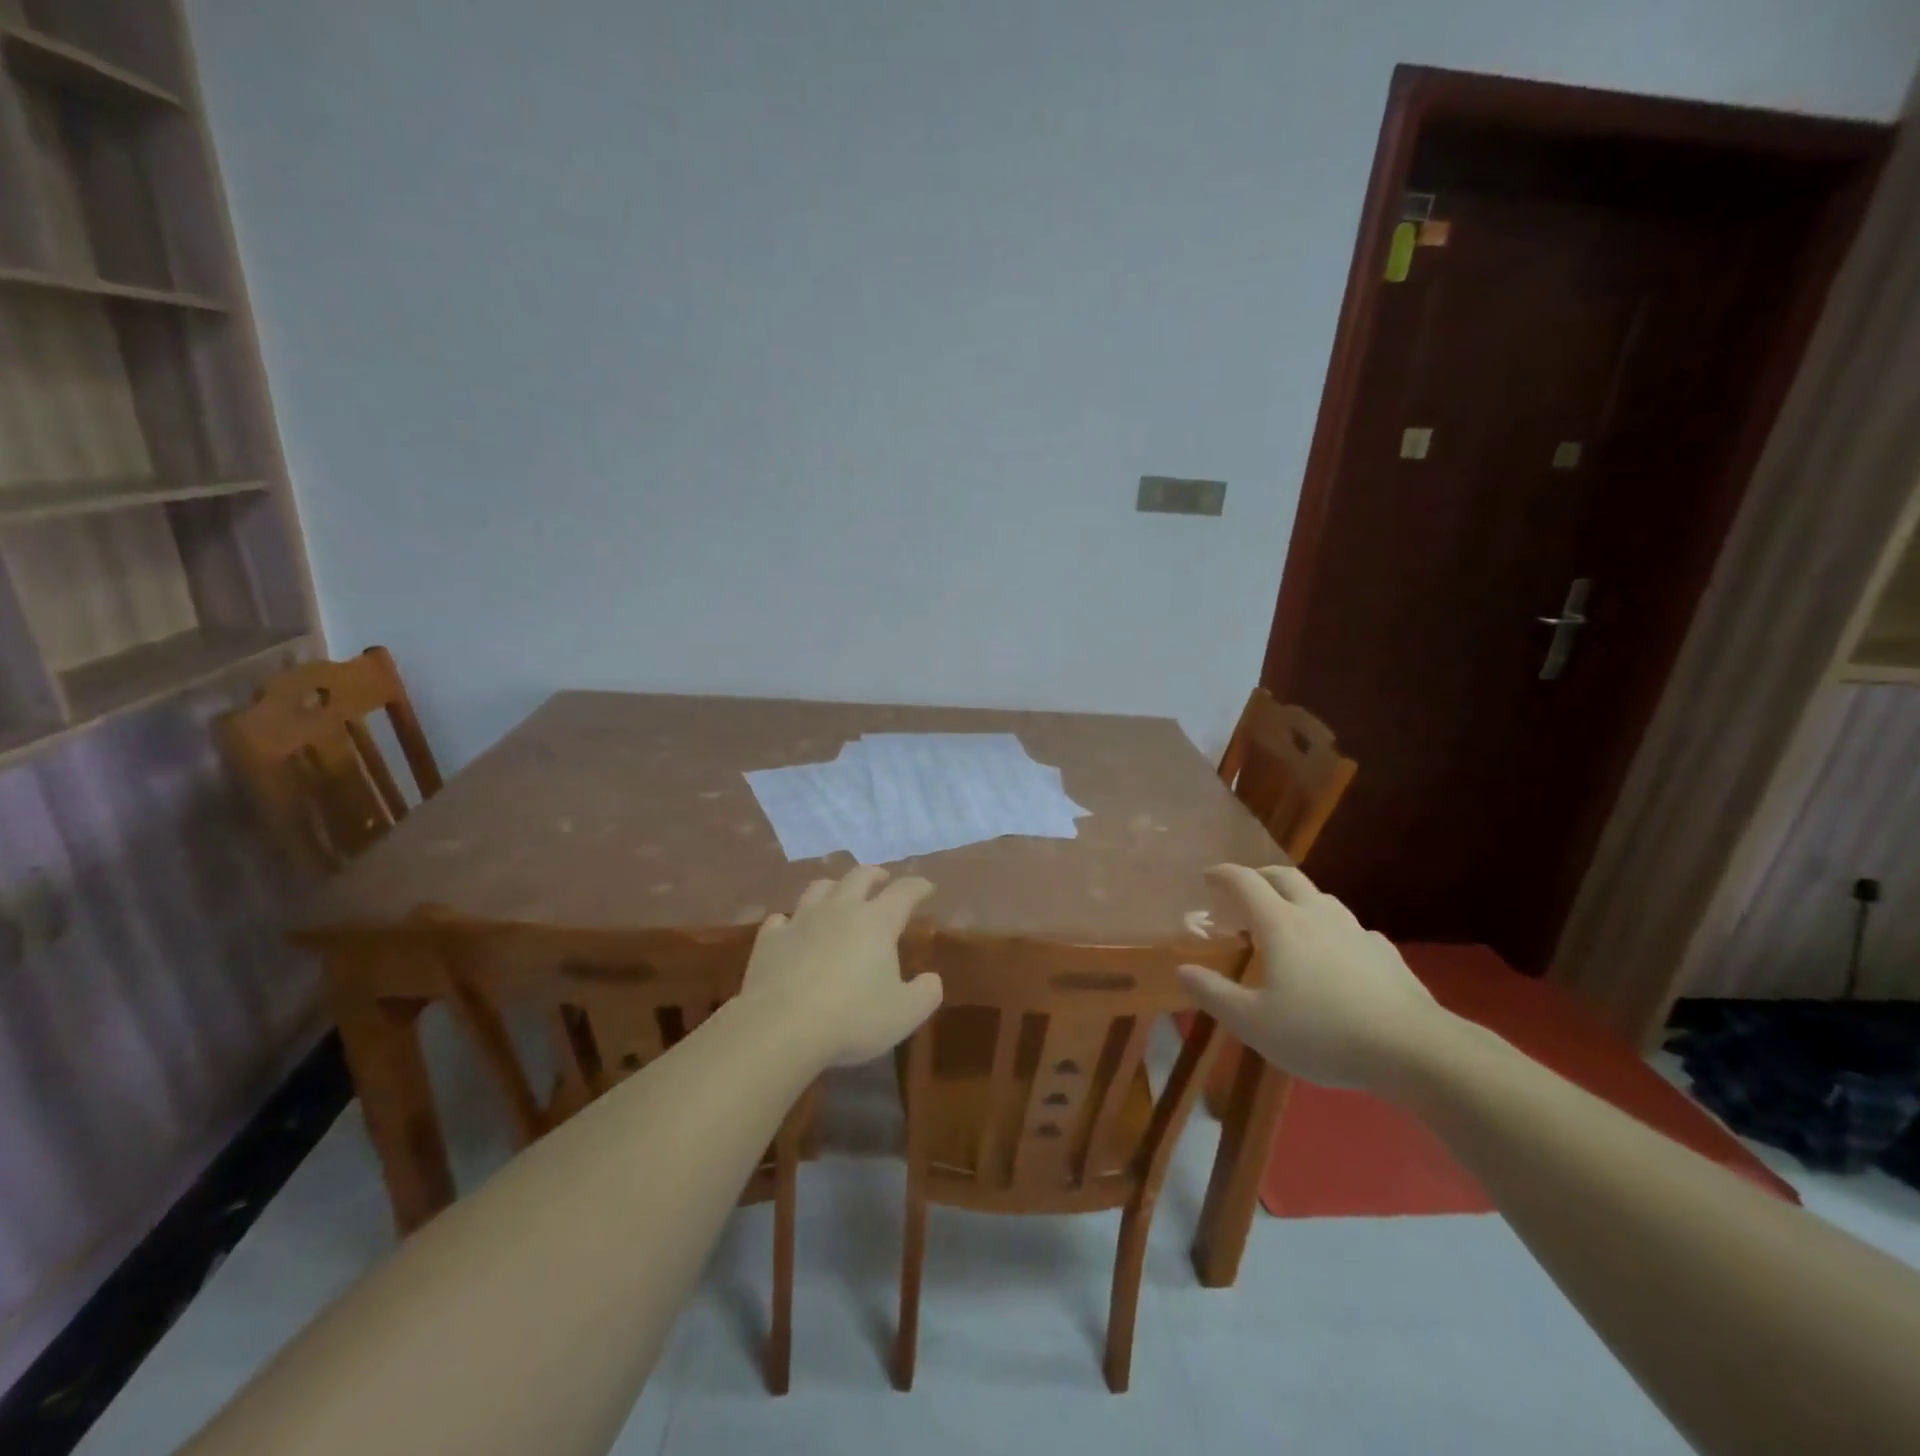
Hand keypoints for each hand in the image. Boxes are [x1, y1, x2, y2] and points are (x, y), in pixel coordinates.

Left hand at [741, 866, 942, 1066]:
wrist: (780, 1027)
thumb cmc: (851, 1019)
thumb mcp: (904, 1014)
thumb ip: (925, 993)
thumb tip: (932, 979)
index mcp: (877, 922)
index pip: (904, 892)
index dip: (918, 886)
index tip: (926, 886)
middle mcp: (840, 910)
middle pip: (859, 876)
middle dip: (875, 874)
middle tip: (882, 879)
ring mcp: (801, 920)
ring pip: (819, 888)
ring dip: (833, 887)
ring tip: (838, 894)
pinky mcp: (770, 939)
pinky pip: (781, 919)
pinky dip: (790, 920)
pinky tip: (790, 928)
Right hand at [1177, 865, 1453, 1096]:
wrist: (1414, 1049)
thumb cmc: (1322, 1033)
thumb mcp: (1254, 1023)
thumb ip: (1214, 994)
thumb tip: (1184, 969)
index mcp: (1280, 924)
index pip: (1245, 882)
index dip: (1222, 874)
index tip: (1207, 877)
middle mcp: (1317, 916)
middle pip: (1285, 877)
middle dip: (1259, 876)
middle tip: (1243, 892)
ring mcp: (1356, 931)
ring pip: (1321, 898)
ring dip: (1296, 899)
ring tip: (1286, 921)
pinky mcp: (1385, 953)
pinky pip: (1351, 929)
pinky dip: (1331, 931)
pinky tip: (1335, 956)